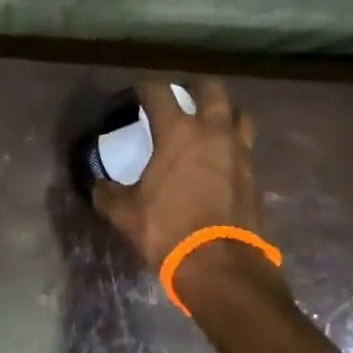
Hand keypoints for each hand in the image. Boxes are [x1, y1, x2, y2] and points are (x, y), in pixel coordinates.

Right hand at [92, 79, 283, 293]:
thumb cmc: (168, 229)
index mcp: (178, 132)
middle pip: (211, 90)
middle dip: (194, 87)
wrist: (220, 265)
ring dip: (223, 111)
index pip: (159, 92)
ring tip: (209, 122)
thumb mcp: (125, 213)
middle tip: (181, 97)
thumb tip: (97, 185)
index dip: (145, 87)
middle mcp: (213, 132)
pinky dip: (233, 143)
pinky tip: (220, 158)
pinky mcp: (255, 175)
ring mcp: (240, 152)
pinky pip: (245, 146)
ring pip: (238, 114)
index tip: (136, 92)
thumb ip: (108, 193)